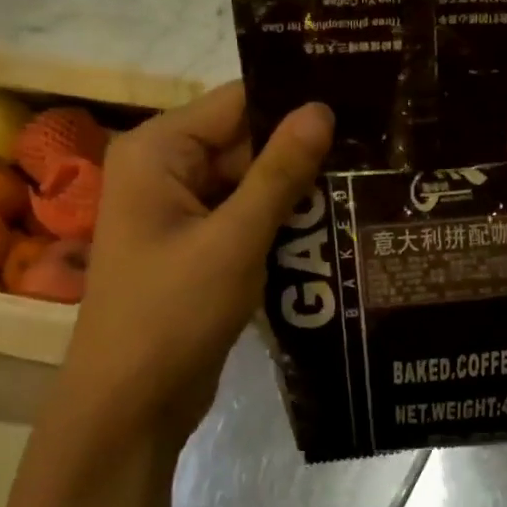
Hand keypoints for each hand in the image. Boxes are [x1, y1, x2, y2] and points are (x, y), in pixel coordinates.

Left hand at [58, 82, 332, 455]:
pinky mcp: (198, 248)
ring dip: (298, 191)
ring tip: (368, 182)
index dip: (295, 102)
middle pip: (245, 143)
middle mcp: (166, 171)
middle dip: (303, 151)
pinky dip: (282, 223)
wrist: (131, 404)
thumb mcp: (234, 239)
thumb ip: (279, 173)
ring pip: (251, 184)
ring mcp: (181, 213)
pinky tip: (336, 224)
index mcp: (159, 151)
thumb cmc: (173, 314)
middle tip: (375, 150)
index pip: (237, 104)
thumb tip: (321, 109)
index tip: (359, 103)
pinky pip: (246, 219)